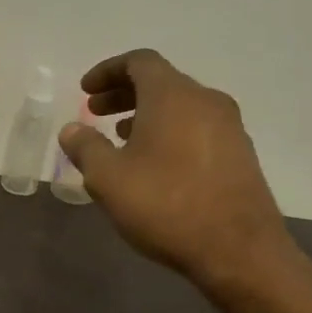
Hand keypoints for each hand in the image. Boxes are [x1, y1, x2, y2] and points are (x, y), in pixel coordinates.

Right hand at [58, 49, 305, 306]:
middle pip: (160, 82)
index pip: (139, 62)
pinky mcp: (240, 155)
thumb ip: (85, 147)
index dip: (107, 71)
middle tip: (95, 113)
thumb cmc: (165, 206)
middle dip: (123, 94)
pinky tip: (154, 164)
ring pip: (180, 107)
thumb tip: (72, 129)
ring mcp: (229, 127)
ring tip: (120, 140)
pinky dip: (169, 133)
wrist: (238, 250)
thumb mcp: (108, 179)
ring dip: (146, 115)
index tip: (84, 91)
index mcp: (172, 95)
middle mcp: (206, 100)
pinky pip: (196, 128)